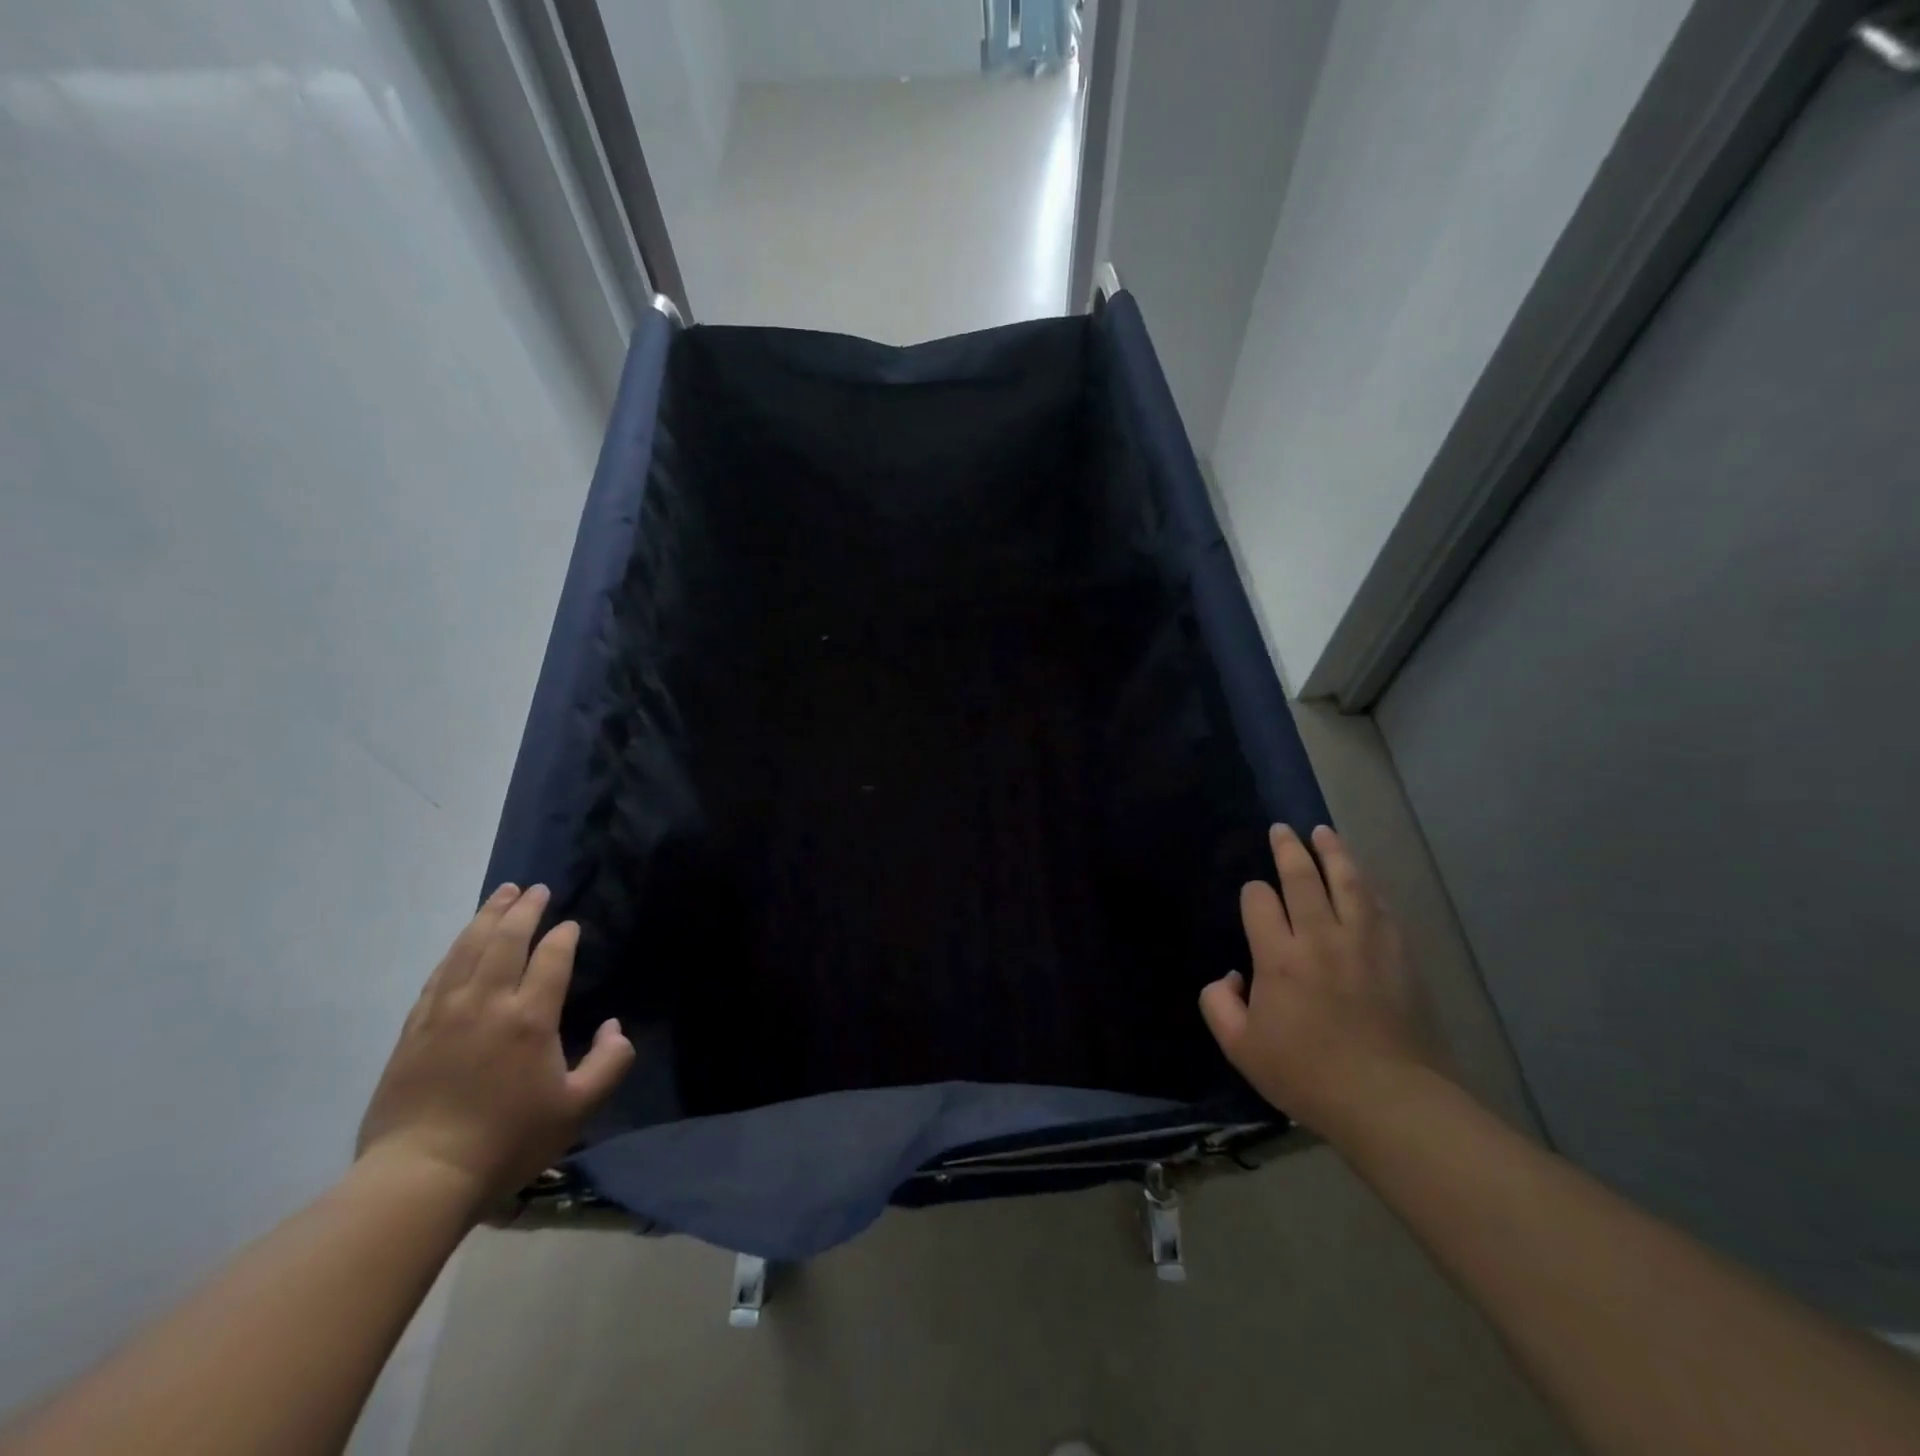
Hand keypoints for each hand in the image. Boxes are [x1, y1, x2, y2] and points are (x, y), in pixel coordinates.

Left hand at [355, 884, 634, 1218]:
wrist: (419, 1177)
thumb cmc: (507, 1141)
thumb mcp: (578, 1108)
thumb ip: (610, 1062)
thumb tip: (614, 1026)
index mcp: (530, 1017)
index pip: (551, 958)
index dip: (564, 936)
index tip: (571, 925)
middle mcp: (487, 1002)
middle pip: (506, 940)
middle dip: (524, 909)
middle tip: (536, 889)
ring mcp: (444, 1012)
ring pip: (468, 948)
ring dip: (487, 916)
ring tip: (502, 894)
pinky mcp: (414, 1030)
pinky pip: (438, 974)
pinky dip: (455, 949)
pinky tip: (463, 941)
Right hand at [1198, 825, 1440, 1139]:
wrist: (1386, 1098)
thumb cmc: (1306, 1073)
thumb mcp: (1240, 1047)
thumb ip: (1218, 1005)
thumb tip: (1229, 977)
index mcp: (1278, 956)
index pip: (1259, 901)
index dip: (1253, 893)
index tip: (1254, 898)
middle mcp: (1319, 937)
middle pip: (1302, 877)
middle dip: (1288, 849)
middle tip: (1282, 830)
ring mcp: (1363, 942)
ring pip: (1347, 881)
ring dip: (1333, 852)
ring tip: (1323, 832)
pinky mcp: (1396, 955)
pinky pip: (1379, 907)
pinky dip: (1366, 887)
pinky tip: (1362, 880)